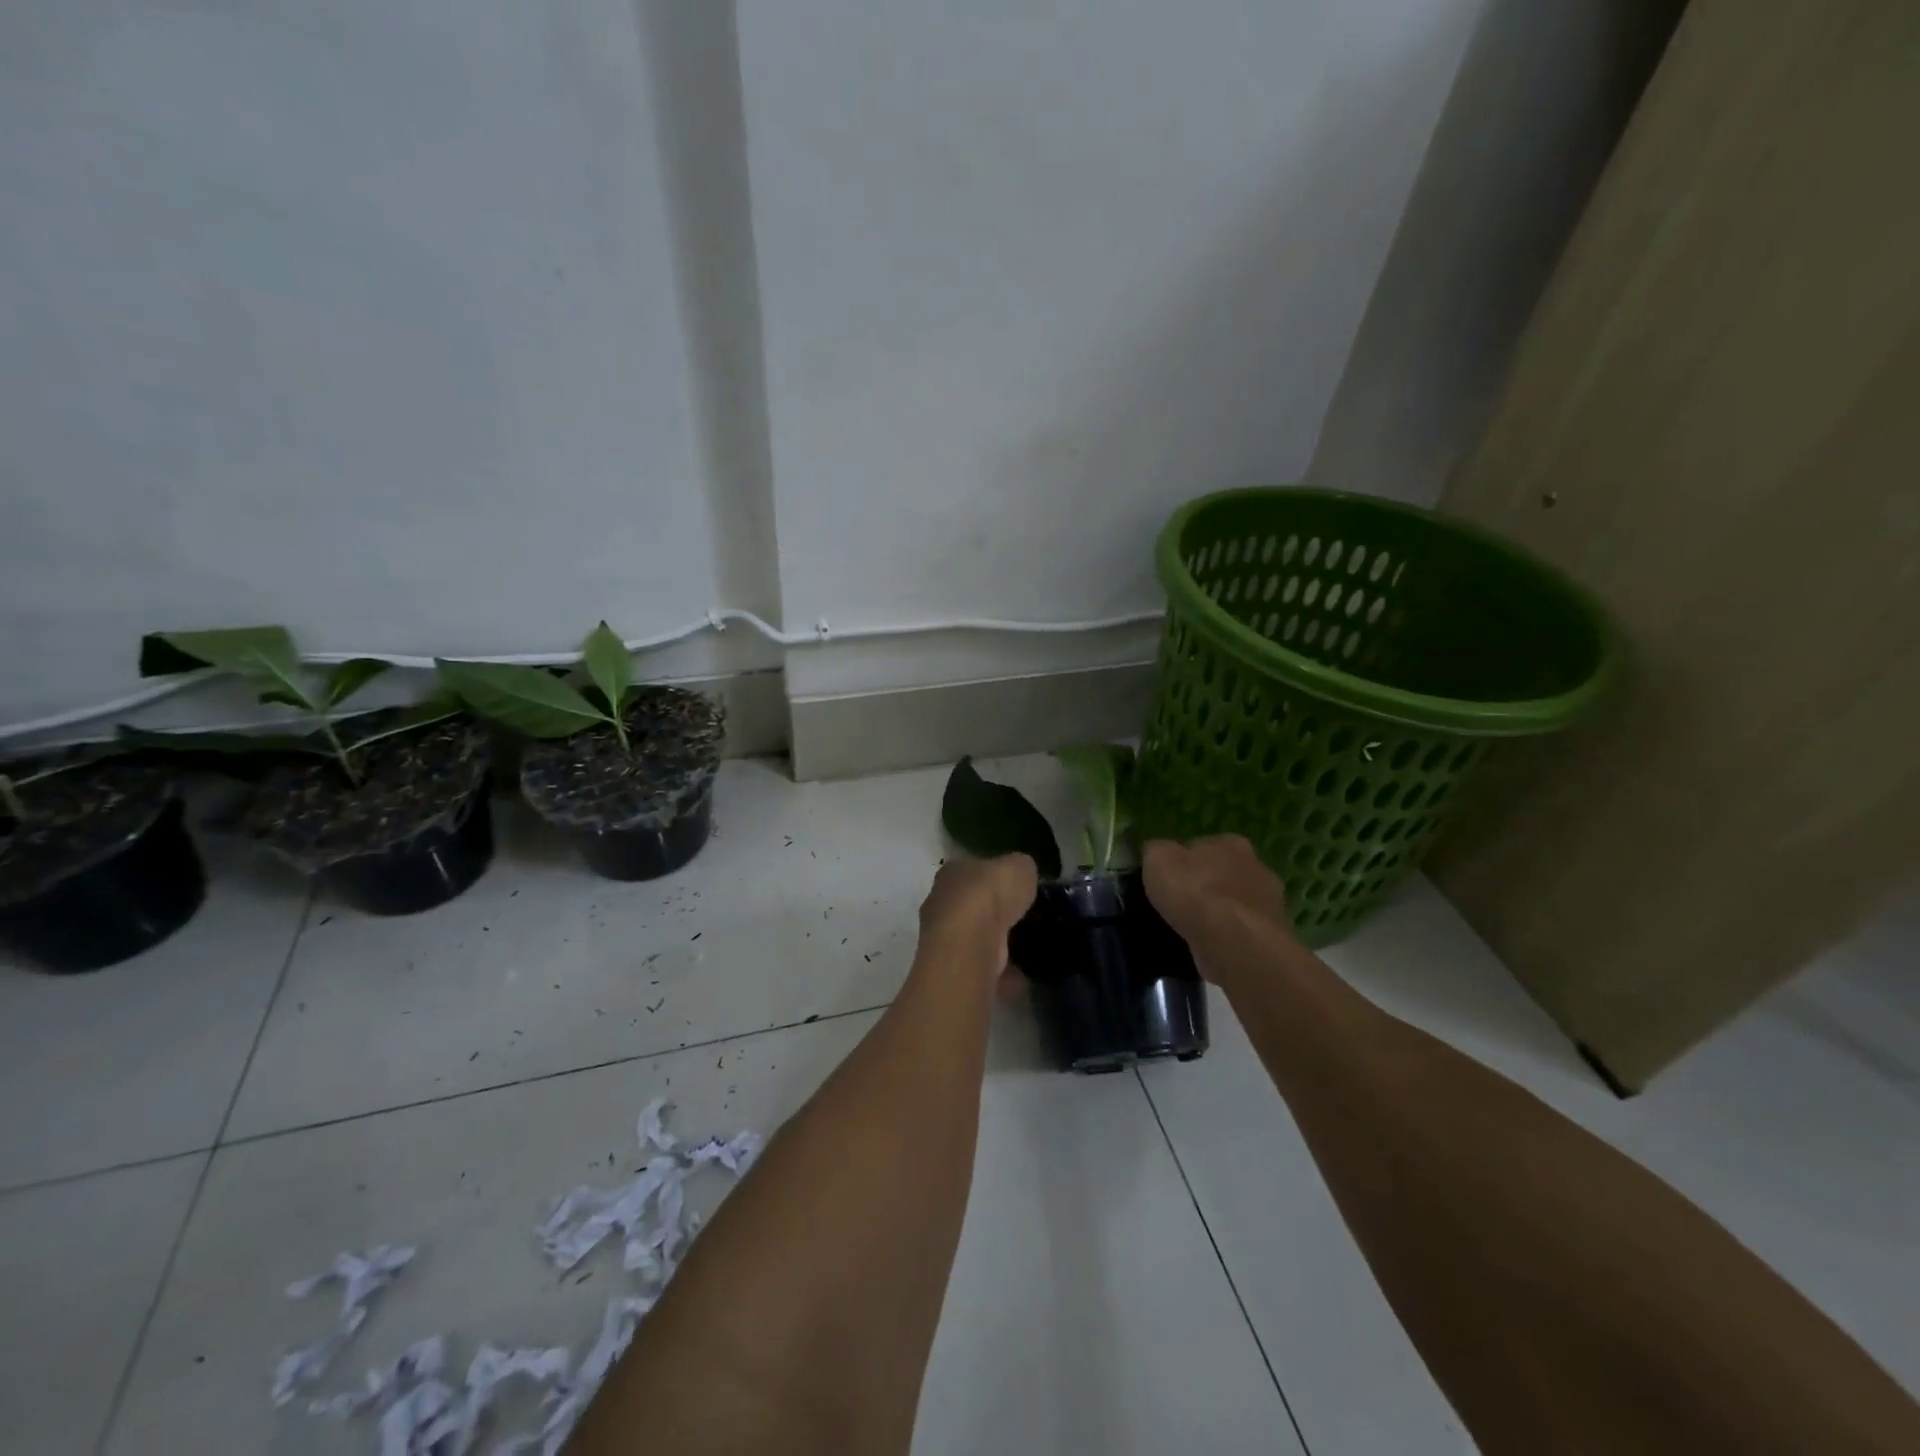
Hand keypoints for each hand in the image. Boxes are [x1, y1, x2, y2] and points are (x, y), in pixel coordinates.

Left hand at [917, 854, 1038, 985]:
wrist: (969, 945)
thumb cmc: (989, 896)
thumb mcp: (1019, 866)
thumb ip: (1020, 870)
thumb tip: (1023, 877)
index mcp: (953, 872)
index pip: (973, 871)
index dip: (994, 878)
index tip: (1015, 889)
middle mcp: (942, 902)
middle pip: (971, 906)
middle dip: (994, 914)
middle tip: (1021, 921)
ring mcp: (944, 937)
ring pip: (974, 938)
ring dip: (995, 945)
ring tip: (1024, 950)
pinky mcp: (954, 967)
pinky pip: (983, 968)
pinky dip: (1001, 974)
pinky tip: (1021, 977)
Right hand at [1142, 836, 1293, 978]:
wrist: (1233, 942)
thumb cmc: (1194, 893)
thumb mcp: (1157, 859)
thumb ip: (1157, 852)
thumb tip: (1158, 854)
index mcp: (1230, 843)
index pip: (1204, 846)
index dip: (1184, 862)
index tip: (1169, 879)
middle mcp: (1257, 868)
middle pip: (1224, 875)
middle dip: (1206, 887)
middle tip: (1180, 905)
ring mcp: (1270, 905)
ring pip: (1235, 906)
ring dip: (1219, 915)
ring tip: (1193, 931)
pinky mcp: (1271, 938)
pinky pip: (1241, 933)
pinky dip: (1227, 939)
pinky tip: (1209, 948)